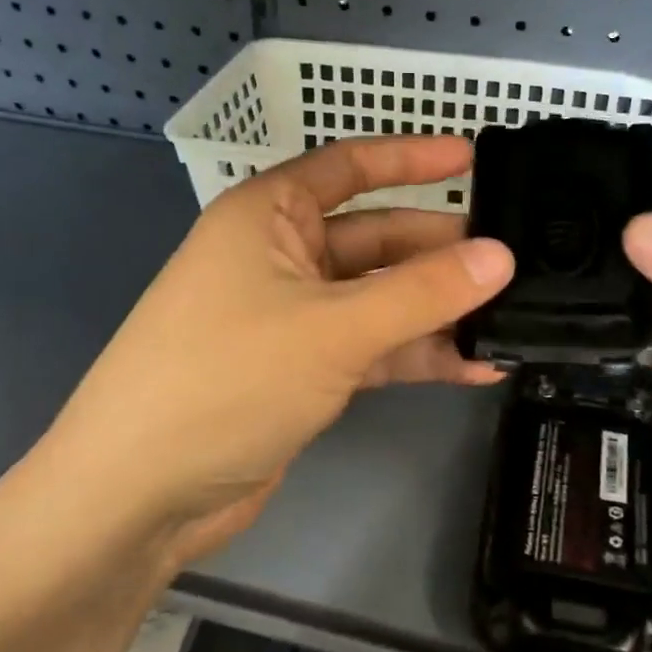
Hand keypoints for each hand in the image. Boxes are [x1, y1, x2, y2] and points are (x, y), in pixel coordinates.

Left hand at [29, 136, 513, 567]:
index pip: (349, 167)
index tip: (473, 157)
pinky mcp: (302, 370)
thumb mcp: (333, 328)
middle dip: (439, 250)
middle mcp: (279, 257)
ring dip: (436, 311)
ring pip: (379, 298)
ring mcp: (291, 317)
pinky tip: (476, 369)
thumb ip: (421, 292)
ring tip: (510, 319)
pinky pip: (371, 348)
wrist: (139, 494)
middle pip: (375, 238)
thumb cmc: (226, 380)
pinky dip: (417, 356)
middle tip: (512, 261)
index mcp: (268, 216)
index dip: (411, 158)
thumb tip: (500, 256)